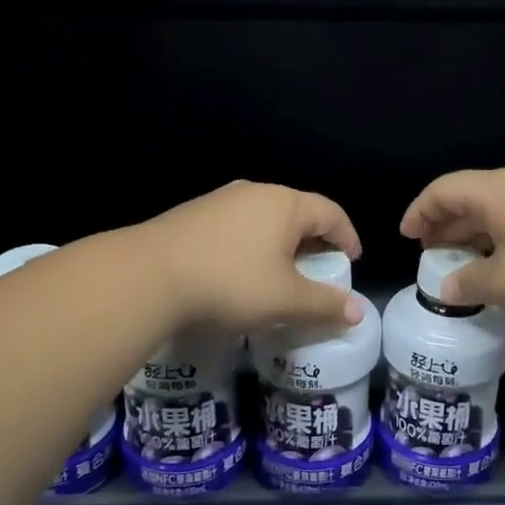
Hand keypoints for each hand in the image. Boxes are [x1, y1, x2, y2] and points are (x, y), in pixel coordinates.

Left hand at [138, 181, 363, 333]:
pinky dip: (251, 246)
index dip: (347, 237)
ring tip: (280, 275)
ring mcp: (220, 201)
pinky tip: (240, 273)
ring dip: (280, 245)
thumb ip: (325, 304)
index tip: (352, 262)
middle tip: (319, 272)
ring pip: (264, 219)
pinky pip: (236, 227)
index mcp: (285, 204)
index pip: (331, 213)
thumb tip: (357, 311)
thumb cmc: (231, 283)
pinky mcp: (192, 215)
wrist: (148, 276)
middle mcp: (255, 193)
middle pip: (297, 213)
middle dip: (314, 242)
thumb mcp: (285, 300)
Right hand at [399, 168, 504, 332]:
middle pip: (471, 197)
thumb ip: (470, 282)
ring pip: (500, 211)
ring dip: (476, 234)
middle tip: (431, 251)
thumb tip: (447, 287)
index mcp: (497, 192)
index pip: (444, 189)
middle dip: (446, 224)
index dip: (420, 211)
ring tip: (465, 261)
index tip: (406, 237)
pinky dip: (502, 240)